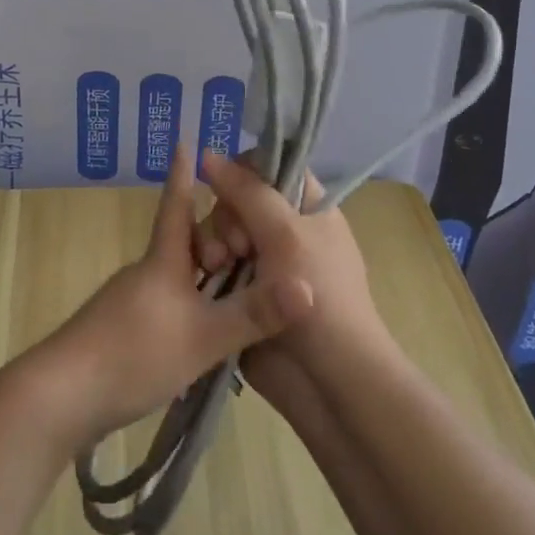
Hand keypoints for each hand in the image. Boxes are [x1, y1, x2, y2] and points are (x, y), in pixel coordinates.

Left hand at [41, 146, 314, 450]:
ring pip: (175, 276)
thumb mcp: (203, 337)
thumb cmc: (134, 353)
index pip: (177, 205)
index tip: (185, 141)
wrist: (61, 396)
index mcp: (162, 261)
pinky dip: (191, 305)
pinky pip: (166, 304)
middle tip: (250, 241)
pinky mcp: (120, 331)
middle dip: (213, 236)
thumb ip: (253, 314)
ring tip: (239, 285)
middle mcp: (145, 273)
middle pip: (182, 243)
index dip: (183, 175)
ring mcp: (129, 302)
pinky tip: (204, 330)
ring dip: (204, 275)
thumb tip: (309, 287)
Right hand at [194, 152, 388, 397]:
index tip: (229, 186)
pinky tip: (205, 275)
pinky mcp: (241, 291)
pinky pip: (212, 263)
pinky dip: (206, 265)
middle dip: (228, 216)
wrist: (329, 381)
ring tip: (217, 265)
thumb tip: (207, 154)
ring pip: (220, 230)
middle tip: (237, 246)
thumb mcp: (286, 234)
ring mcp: (261, 262)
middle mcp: (283, 229)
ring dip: (213, 242)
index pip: (270, 166)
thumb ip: (246, 191)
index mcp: (307, 207)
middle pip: (237, 198)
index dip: (245, 170)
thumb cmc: (321, 296)